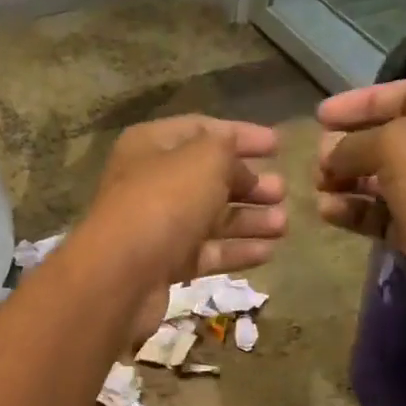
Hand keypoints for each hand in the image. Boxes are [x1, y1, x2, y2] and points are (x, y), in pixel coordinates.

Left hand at [87, 115, 286, 337]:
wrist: (122, 275)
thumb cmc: (165, 203)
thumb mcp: (204, 159)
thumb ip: (227, 149)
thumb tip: (236, 161)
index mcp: (151, 146)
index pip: (202, 130)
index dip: (241, 135)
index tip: (279, 146)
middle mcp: (150, 182)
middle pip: (207, 178)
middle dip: (247, 183)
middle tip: (282, 191)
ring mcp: (155, 226)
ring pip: (209, 218)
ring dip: (248, 220)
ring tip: (283, 224)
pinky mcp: (163, 265)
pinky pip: (205, 252)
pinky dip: (235, 250)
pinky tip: (268, 252)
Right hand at [318, 78, 405, 333]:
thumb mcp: (398, 144)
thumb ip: (357, 141)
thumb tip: (330, 154)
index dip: (363, 101)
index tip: (320, 115)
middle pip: (394, 138)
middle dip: (351, 145)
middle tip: (317, 157)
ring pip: (383, 179)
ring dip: (347, 180)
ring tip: (318, 186)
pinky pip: (382, 215)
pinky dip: (355, 211)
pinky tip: (328, 212)